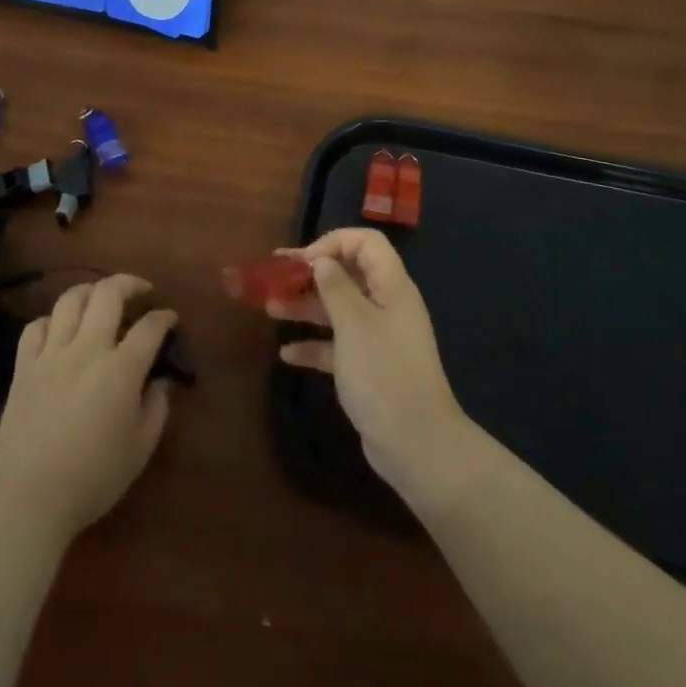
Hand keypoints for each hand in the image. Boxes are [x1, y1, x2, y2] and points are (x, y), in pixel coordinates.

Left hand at [0, 273, 177, 543]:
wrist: (29, 499)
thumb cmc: (93, 478)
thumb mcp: (140, 448)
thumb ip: (157, 408)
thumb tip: (161, 381)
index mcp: (121, 369)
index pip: (150, 326)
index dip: (165, 317)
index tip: (171, 319)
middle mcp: (87, 349)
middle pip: (108, 293)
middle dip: (130, 283)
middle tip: (141, 291)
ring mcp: (51, 355)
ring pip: (69, 301)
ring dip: (90, 291)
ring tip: (100, 299)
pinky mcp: (24, 368)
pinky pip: (34, 327)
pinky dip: (50, 321)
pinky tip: (59, 330)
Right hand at [270, 228, 471, 501]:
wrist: (415, 444)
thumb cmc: (383, 373)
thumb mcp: (354, 324)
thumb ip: (336, 287)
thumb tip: (322, 261)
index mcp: (392, 287)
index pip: (366, 244)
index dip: (333, 243)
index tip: (303, 261)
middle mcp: (387, 306)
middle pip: (348, 276)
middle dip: (311, 274)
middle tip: (273, 276)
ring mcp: (378, 339)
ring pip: (338, 311)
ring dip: (306, 307)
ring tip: (270, 308)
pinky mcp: (369, 369)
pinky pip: (337, 346)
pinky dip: (314, 345)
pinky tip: (287, 353)